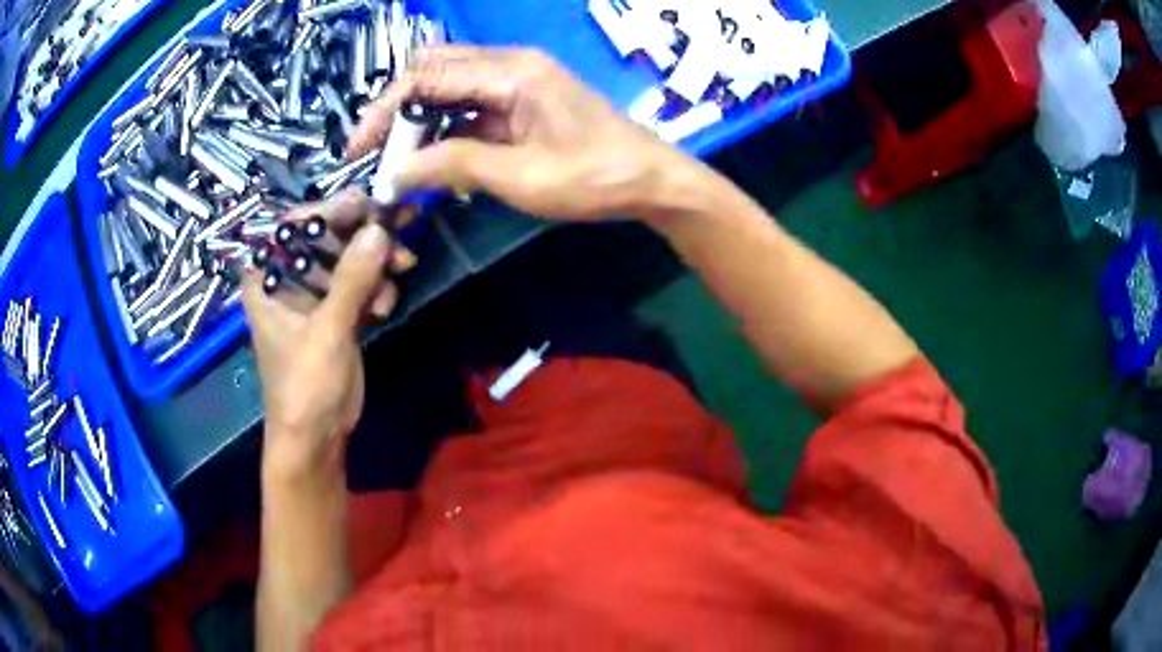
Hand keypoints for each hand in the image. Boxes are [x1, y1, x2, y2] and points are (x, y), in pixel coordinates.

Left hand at [242, 189, 411, 475]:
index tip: (366, 203)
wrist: (316, 439)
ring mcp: (313, 296)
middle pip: (325, 238)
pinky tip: (385, 304)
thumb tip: (379, 228)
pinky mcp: (335, 313)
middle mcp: (287, 279)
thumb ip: (351, 280)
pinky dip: (376, 286)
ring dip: (376, 261)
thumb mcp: (326, 332)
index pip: (292, 226)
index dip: (328, 210)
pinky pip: (358, 283)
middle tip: (400, 224)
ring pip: (347, 258)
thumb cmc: (304, 387)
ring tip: (402, 267)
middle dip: (362, 234)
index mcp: (266, 278)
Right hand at [347, 46, 706, 221]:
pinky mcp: (522, 101)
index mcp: (510, 71)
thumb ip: (454, 165)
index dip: (384, 111)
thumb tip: (396, 172)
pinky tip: (433, 160)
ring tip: (398, 162)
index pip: (426, 77)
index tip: (358, 149)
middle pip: (433, 70)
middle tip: (375, 152)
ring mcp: (517, 81)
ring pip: (448, 87)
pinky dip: (445, 129)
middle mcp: (510, 64)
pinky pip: (470, 106)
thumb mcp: (520, 176)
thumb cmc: (595, 178)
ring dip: (419, 120)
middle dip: (397, 109)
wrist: (651, 180)